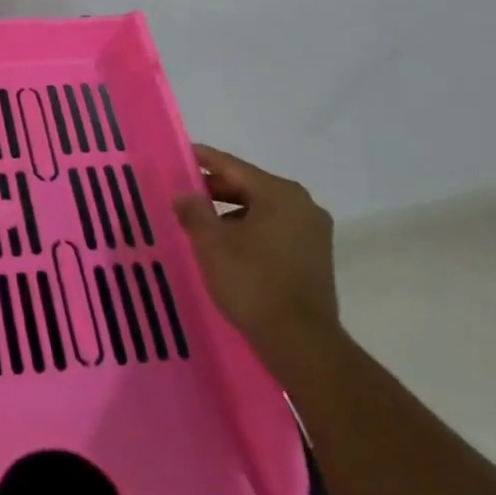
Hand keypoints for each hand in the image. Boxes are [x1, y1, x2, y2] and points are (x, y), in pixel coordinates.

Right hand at [173, 144, 338, 367]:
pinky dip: (249, 229)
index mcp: (280, 194)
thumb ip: (194, 211)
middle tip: (183, 191)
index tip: (181, 154)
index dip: (203, 160)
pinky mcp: (314, 256)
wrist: (300, 341)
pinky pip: (274, 229)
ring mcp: (313, 232)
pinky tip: (227, 244)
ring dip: (231, 211)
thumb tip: (184, 193)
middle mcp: (302, 205)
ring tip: (200, 221)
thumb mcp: (211, 243)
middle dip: (216, 188)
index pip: (233, 166)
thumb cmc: (252, 282)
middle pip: (250, 186)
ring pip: (262, 209)